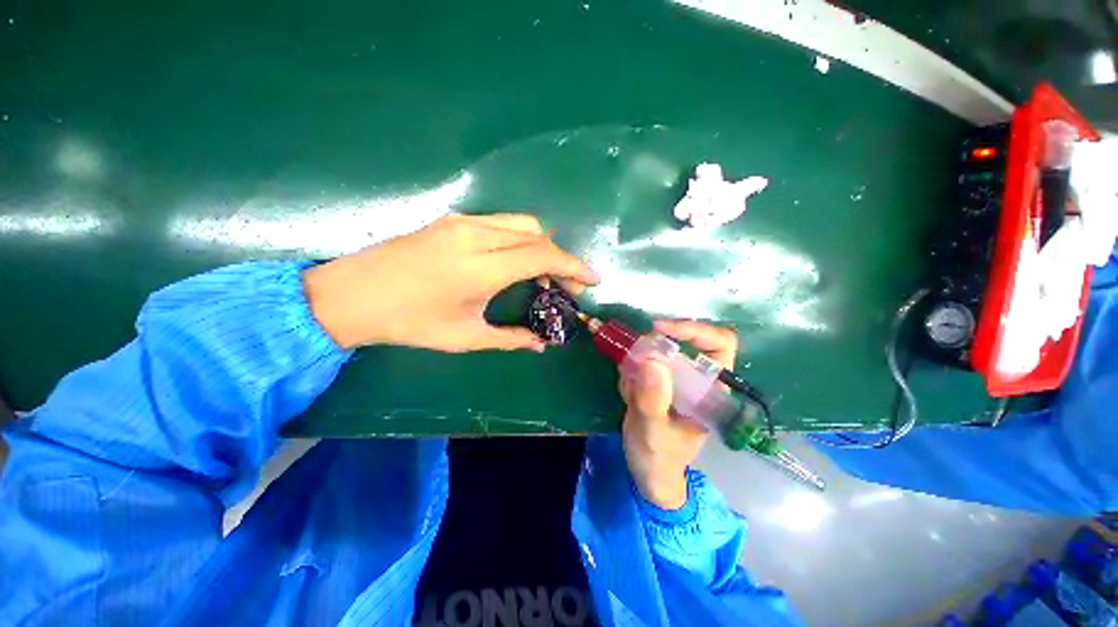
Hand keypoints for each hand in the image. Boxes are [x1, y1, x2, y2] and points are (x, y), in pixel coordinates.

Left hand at [303, 214, 598, 351]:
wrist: (349, 295)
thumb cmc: (408, 322)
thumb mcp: (464, 337)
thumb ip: (510, 338)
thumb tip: (541, 343)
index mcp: (481, 267)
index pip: (543, 255)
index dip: (574, 266)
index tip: (592, 279)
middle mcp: (476, 235)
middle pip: (537, 233)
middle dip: (560, 258)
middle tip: (565, 285)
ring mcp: (462, 222)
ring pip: (520, 224)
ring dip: (540, 246)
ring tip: (542, 275)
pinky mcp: (451, 220)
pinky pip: (500, 224)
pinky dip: (519, 240)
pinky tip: (513, 262)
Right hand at [620, 320, 738, 509]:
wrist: (647, 473)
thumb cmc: (658, 459)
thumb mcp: (653, 432)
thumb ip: (652, 399)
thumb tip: (651, 358)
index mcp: (712, 390)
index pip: (718, 343)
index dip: (693, 329)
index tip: (658, 329)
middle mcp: (698, 379)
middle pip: (681, 341)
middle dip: (652, 349)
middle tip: (631, 365)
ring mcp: (677, 378)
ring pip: (656, 350)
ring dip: (637, 364)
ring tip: (629, 393)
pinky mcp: (659, 380)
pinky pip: (641, 361)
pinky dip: (629, 372)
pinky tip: (627, 396)